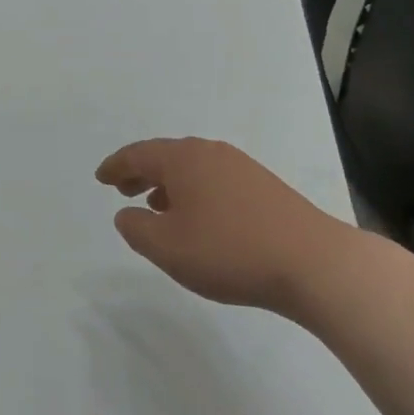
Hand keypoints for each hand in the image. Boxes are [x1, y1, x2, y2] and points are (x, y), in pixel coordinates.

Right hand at [96, 138, 343, 313]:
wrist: (312, 262)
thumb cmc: (229, 251)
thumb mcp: (168, 248)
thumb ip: (136, 229)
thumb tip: (127, 214)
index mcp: (183, 159)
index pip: (138, 154)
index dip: (115, 166)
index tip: (100, 178)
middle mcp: (210, 153)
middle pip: (165, 155)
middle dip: (140, 171)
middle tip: (122, 189)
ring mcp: (240, 167)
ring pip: (192, 168)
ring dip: (168, 183)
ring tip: (157, 206)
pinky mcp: (263, 186)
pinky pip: (213, 179)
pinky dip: (194, 191)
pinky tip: (198, 218)